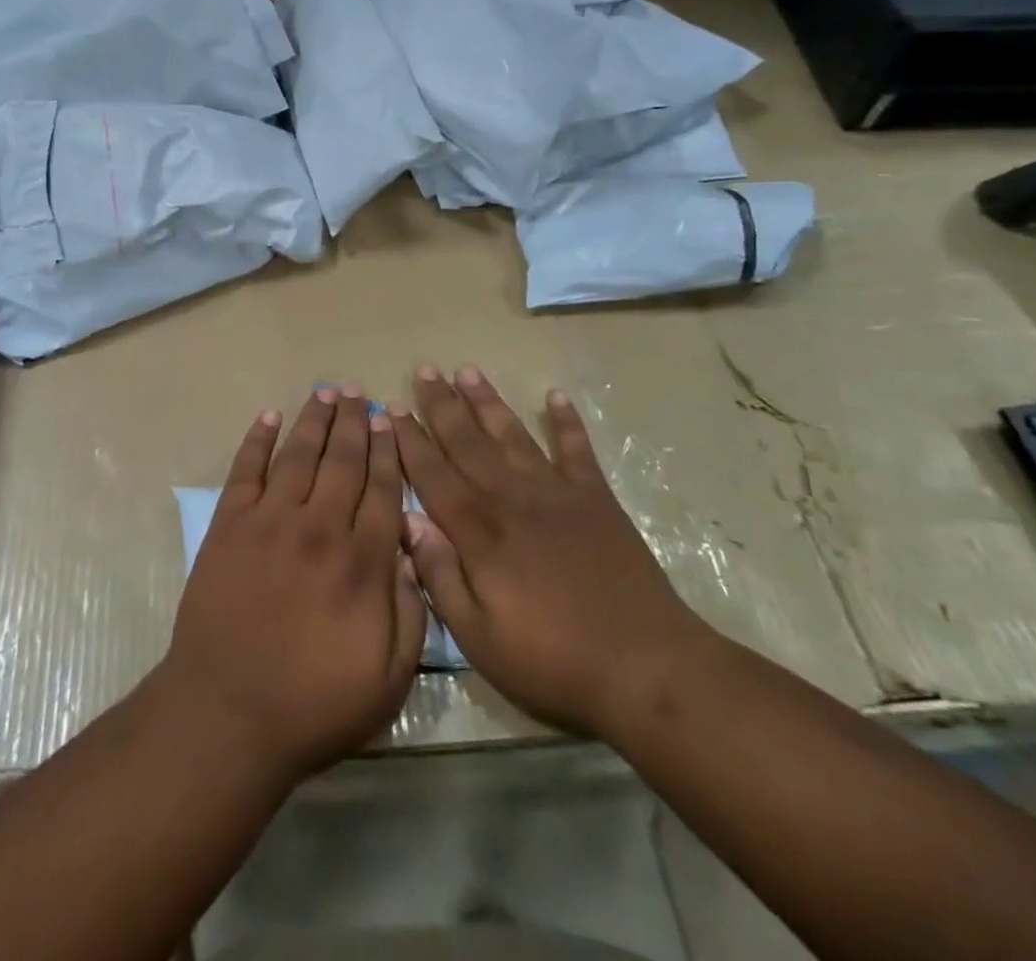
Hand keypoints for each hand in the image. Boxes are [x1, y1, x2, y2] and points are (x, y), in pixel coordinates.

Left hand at [159, 386, 426, 784]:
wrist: (227, 713)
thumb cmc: (314, 704)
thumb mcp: (389, 678)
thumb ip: (413, 613)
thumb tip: (412, 554)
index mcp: (362, 561)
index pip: (382, 489)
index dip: (387, 451)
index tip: (389, 421)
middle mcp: (320, 526)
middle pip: (343, 460)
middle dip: (354, 422)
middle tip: (359, 391)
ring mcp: (271, 520)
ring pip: (299, 454)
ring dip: (314, 419)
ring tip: (325, 391)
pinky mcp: (230, 525)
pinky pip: (246, 469)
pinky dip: (257, 439)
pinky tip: (269, 417)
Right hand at [392, 365, 710, 740]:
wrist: (644, 665)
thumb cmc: (551, 659)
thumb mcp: (478, 637)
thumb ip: (439, 576)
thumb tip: (408, 522)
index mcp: (478, 530)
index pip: (432, 474)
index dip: (410, 440)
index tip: (391, 408)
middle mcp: (511, 497)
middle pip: (467, 441)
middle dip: (442, 405)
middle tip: (424, 370)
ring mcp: (556, 493)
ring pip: (512, 434)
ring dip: (488, 401)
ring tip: (467, 370)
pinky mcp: (596, 499)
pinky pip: (577, 450)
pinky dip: (566, 422)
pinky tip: (555, 396)